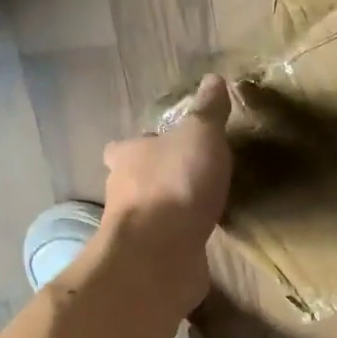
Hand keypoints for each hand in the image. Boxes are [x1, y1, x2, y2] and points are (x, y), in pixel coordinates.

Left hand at [96, 74, 233, 304]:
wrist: (160, 253)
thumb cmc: (176, 183)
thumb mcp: (200, 135)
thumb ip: (208, 111)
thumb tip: (214, 79)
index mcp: (128, 155)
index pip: (124, 146)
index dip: (142, 145)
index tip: (163, 146)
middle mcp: (122, 191)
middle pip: (135, 180)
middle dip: (156, 179)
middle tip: (188, 176)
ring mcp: (133, 229)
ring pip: (150, 213)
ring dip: (168, 211)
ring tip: (200, 207)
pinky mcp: (148, 259)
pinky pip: (166, 243)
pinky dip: (179, 239)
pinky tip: (200, 239)